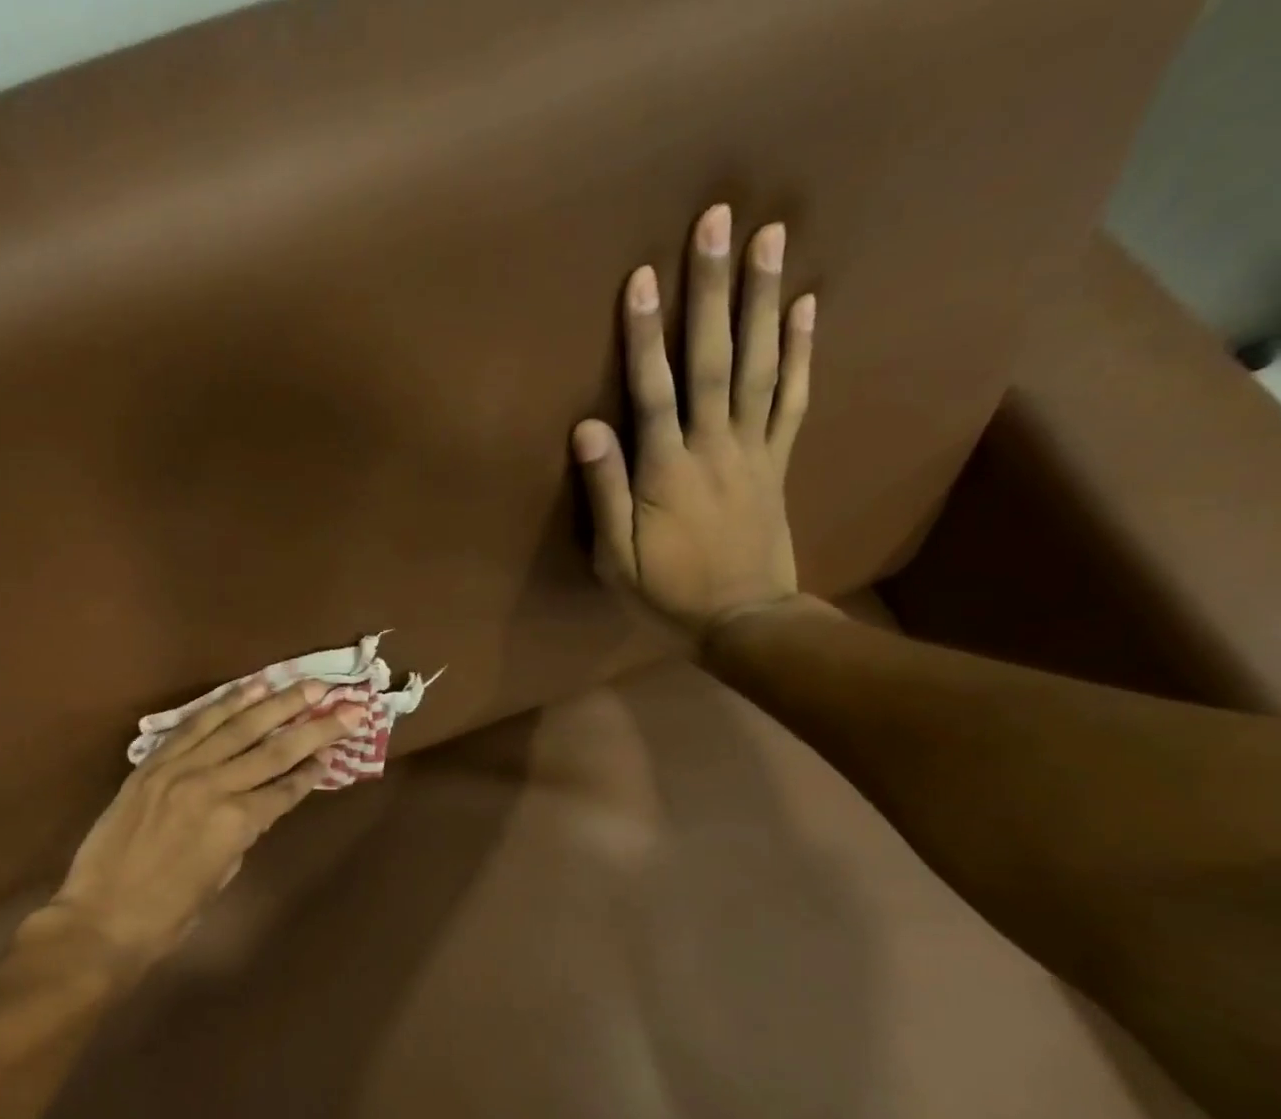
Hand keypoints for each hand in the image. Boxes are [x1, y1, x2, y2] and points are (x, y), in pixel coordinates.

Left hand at [43, 679, 362, 973]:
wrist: (100, 919)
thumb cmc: (168, 915)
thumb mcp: (222, 875)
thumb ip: (243, 832)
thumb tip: (258, 803)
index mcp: (236, 823)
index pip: (287, 787)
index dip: (315, 768)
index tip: (338, 749)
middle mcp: (214, 786)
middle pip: (274, 749)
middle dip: (315, 726)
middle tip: (347, 704)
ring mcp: (179, 770)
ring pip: (237, 726)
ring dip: (276, 702)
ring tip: (306, 685)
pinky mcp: (152, 763)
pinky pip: (194, 725)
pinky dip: (224, 705)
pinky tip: (250, 689)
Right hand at [572, 203, 815, 637]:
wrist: (743, 620)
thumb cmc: (666, 593)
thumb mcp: (617, 558)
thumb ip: (606, 492)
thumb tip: (588, 427)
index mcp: (667, 472)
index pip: (653, 392)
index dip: (644, 336)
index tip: (641, 278)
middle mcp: (713, 447)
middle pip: (713, 360)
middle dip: (712, 291)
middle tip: (719, 222)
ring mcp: (752, 451)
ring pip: (759, 366)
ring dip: (764, 300)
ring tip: (772, 237)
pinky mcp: (776, 461)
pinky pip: (793, 399)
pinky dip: (801, 352)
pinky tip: (807, 306)